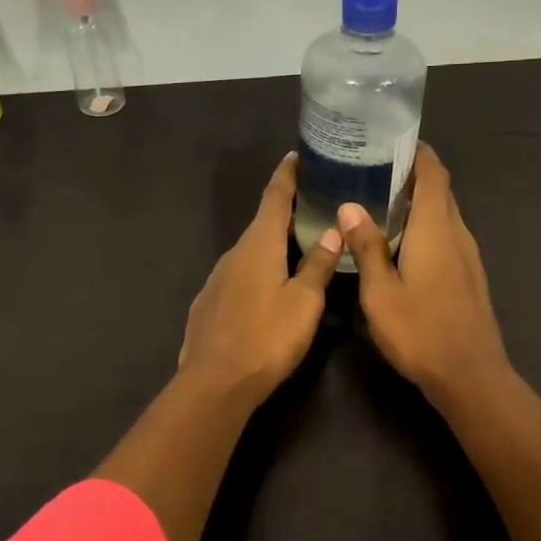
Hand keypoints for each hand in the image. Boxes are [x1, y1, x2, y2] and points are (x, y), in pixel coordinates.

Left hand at [177, 154, 343, 409]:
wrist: (214, 383)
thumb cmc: (267, 339)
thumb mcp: (304, 302)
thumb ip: (318, 264)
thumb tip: (332, 228)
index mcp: (258, 246)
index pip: (274, 198)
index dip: (286, 176)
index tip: (295, 156)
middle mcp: (233, 254)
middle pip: (261, 224)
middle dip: (284, 212)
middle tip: (311, 204)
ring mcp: (216, 279)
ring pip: (249, 253)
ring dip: (270, 245)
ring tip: (296, 246)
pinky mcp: (208, 304)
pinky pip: (237, 276)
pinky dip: (256, 270)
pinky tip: (266, 288)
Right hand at [338, 143, 509, 405]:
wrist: (470, 376)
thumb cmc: (420, 332)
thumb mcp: (380, 292)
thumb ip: (366, 247)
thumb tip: (350, 206)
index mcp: (435, 228)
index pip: (433, 173)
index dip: (417, 151)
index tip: (389, 140)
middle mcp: (456, 232)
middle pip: (439, 189)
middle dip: (412, 173)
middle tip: (372, 169)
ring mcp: (467, 254)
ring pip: (443, 212)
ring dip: (418, 200)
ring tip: (379, 200)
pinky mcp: (468, 274)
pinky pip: (446, 234)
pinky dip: (424, 224)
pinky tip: (400, 240)